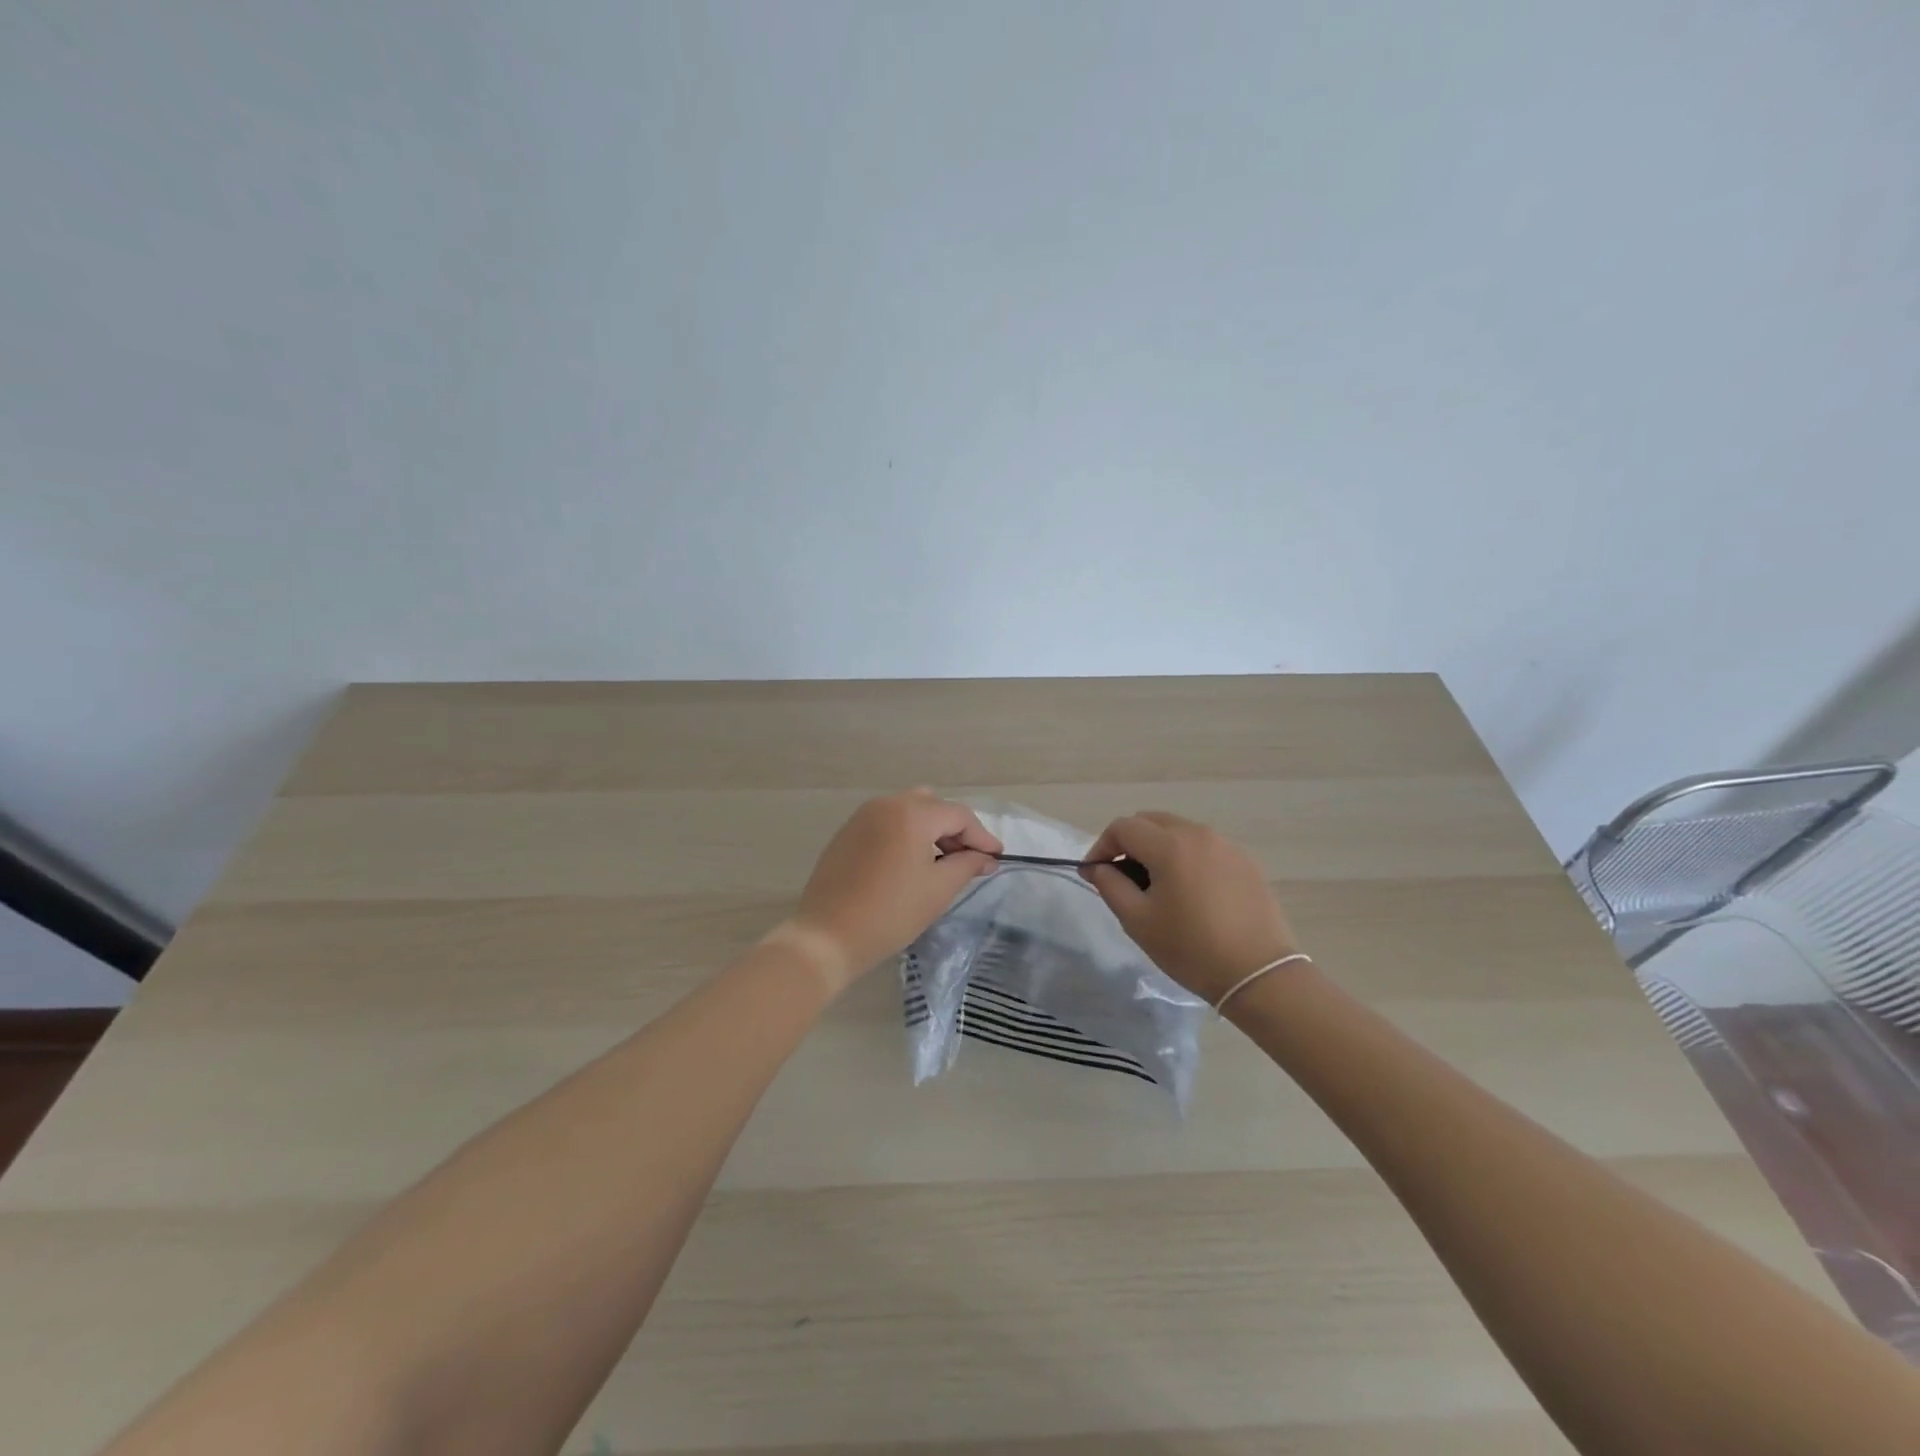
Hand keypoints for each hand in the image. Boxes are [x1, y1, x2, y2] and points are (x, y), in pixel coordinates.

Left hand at [786, 789, 1002, 986]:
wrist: (826, 937)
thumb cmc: (890, 914)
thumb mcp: (938, 890)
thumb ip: (967, 865)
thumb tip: (986, 858)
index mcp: (911, 814)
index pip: (958, 816)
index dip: (981, 836)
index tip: (996, 857)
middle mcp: (886, 804)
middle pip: (933, 806)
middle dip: (955, 829)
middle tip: (968, 859)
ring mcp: (862, 817)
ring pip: (908, 810)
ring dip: (929, 830)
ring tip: (940, 862)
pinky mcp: (847, 833)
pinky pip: (886, 822)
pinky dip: (905, 834)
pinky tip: (909, 863)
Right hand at [1079, 811, 1303, 1004]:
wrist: (1259, 974)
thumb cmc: (1191, 949)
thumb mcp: (1138, 921)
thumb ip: (1110, 885)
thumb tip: (1097, 868)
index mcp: (1170, 845)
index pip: (1123, 827)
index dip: (1101, 847)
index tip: (1095, 874)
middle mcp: (1199, 833)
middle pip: (1151, 821)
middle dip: (1129, 843)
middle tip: (1122, 877)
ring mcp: (1226, 845)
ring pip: (1179, 832)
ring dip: (1158, 848)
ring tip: (1156, 885)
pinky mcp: (1246, 861)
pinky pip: (1204, 847)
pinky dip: (1186, 857)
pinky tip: (1189, 892)